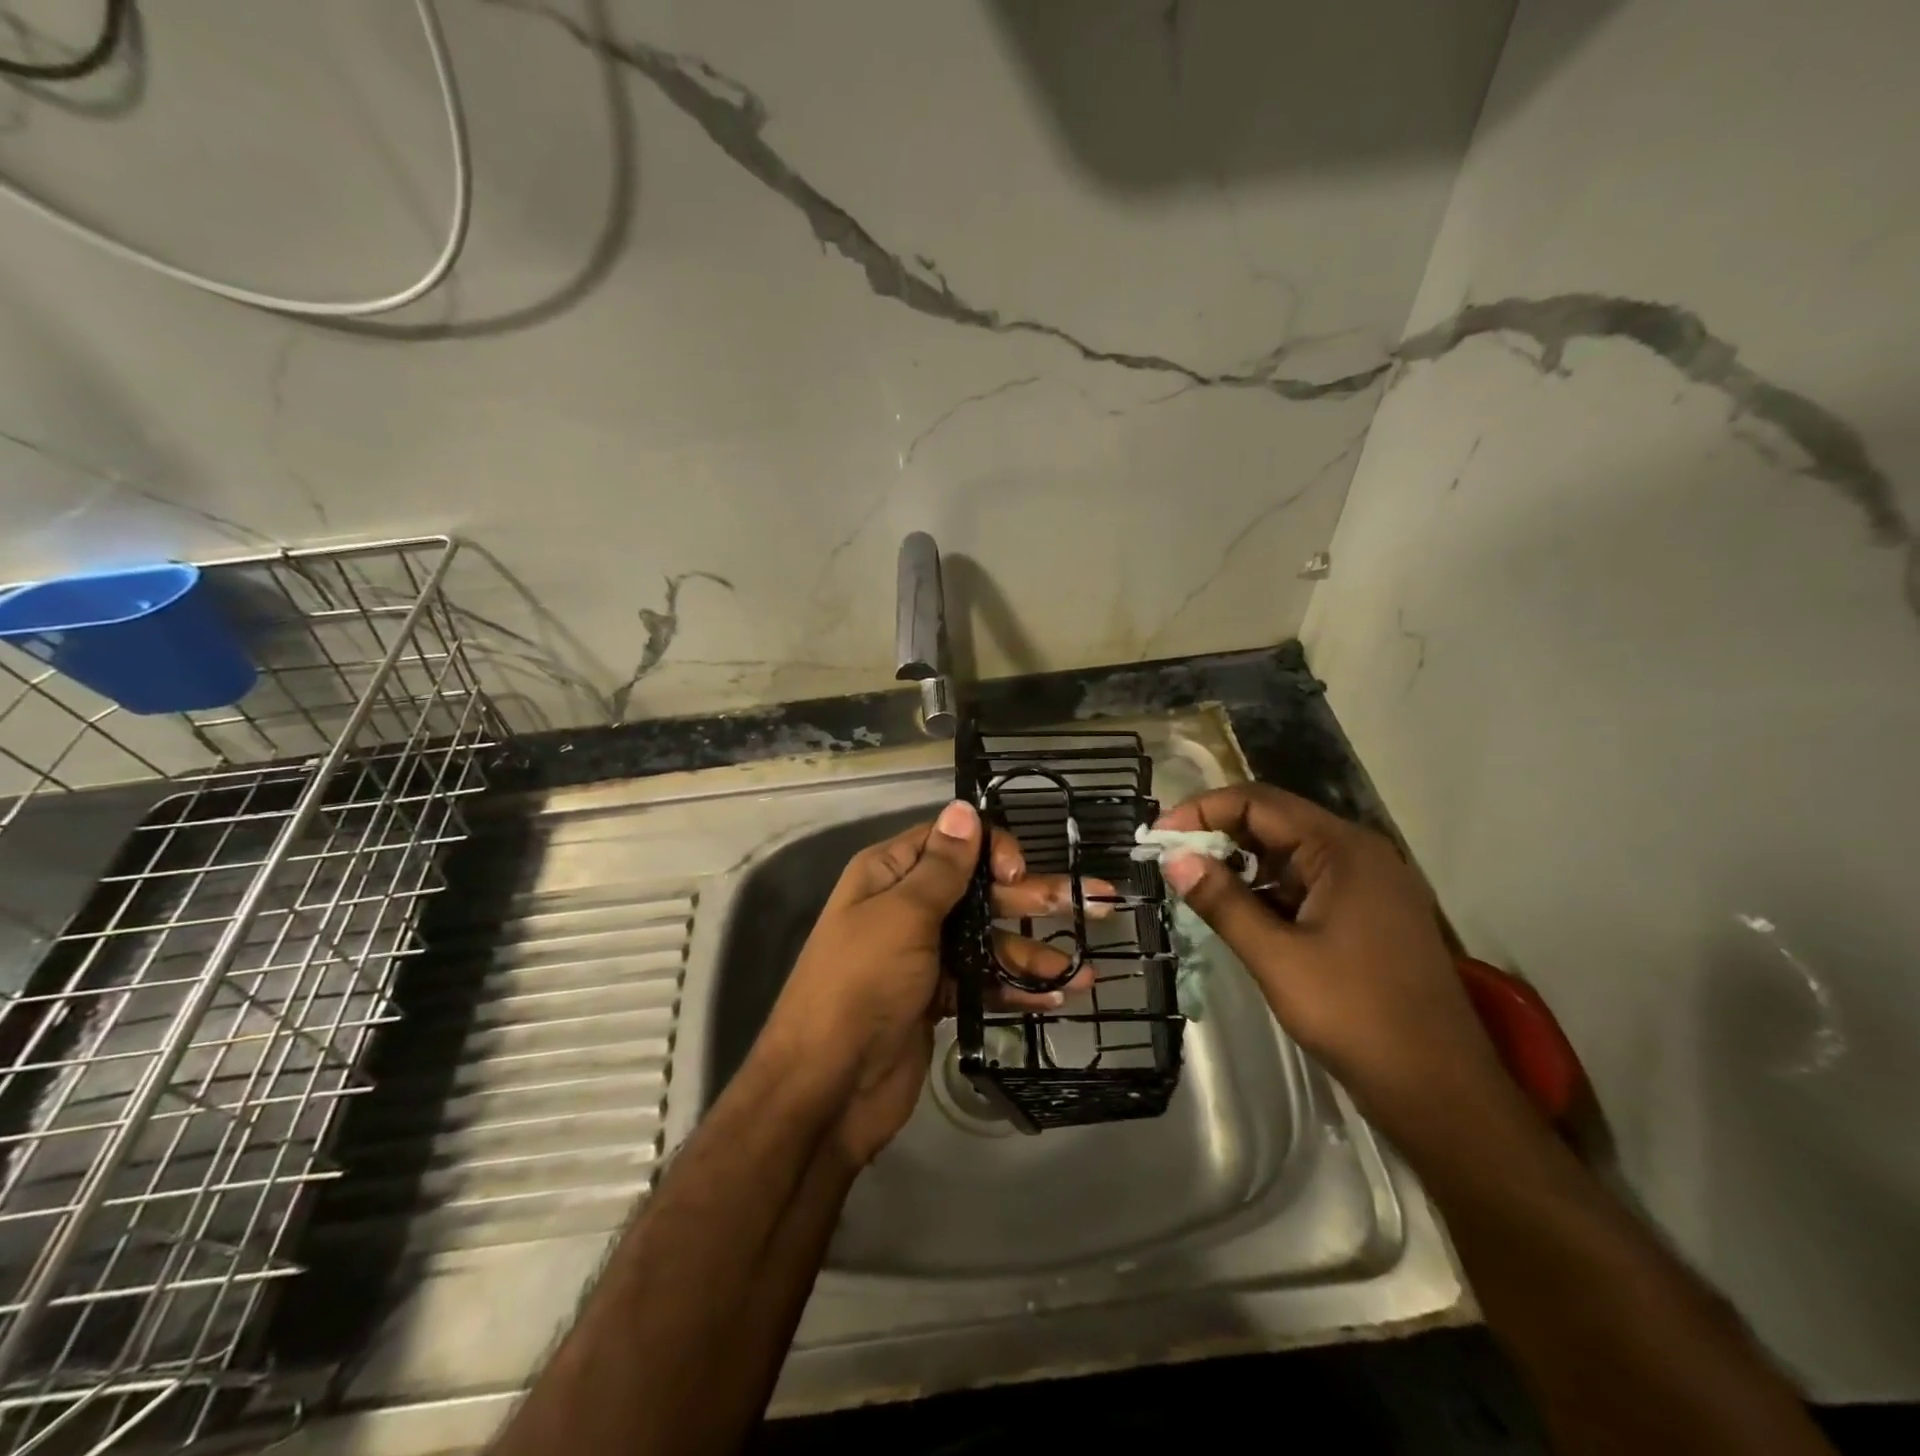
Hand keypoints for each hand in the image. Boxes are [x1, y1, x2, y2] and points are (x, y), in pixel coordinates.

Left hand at [761, 800, 1099, 1166]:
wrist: (828, 1087)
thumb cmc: (862, 985)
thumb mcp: (902, 916)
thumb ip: (941, 867)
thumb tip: (963, 808)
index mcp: (889, 874)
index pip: (949, 842)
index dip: (990, 848)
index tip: (1018, 873)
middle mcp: (906, 907)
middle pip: (978, 890)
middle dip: (1030, 898)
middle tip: (1091, 904)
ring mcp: (923, 955)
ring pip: (987, 939)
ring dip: (1033, 952)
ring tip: (1085, 969)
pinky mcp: (937, 997)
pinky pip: (983, 980)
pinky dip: (1015, 987)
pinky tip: (1056, 997)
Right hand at [1156, 784, 1511, 1143]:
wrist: (1441, 1091)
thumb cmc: (1356, 1016)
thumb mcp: (1277, 958)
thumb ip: (1222, 901)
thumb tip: (1173, 858)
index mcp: (1343, 849)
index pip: (1258, 802)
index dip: (1202, 811)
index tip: (1158, 838)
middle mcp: (1359, 853)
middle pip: (1275, 822)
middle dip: (1218, 835)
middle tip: (1170, 860)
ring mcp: (1368, 885)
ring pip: (1289, 854)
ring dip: (1241, 864)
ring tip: (1196, 888)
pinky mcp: (1368, 915)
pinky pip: (1307, 884)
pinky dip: (1268, 891)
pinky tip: (1240, 915)